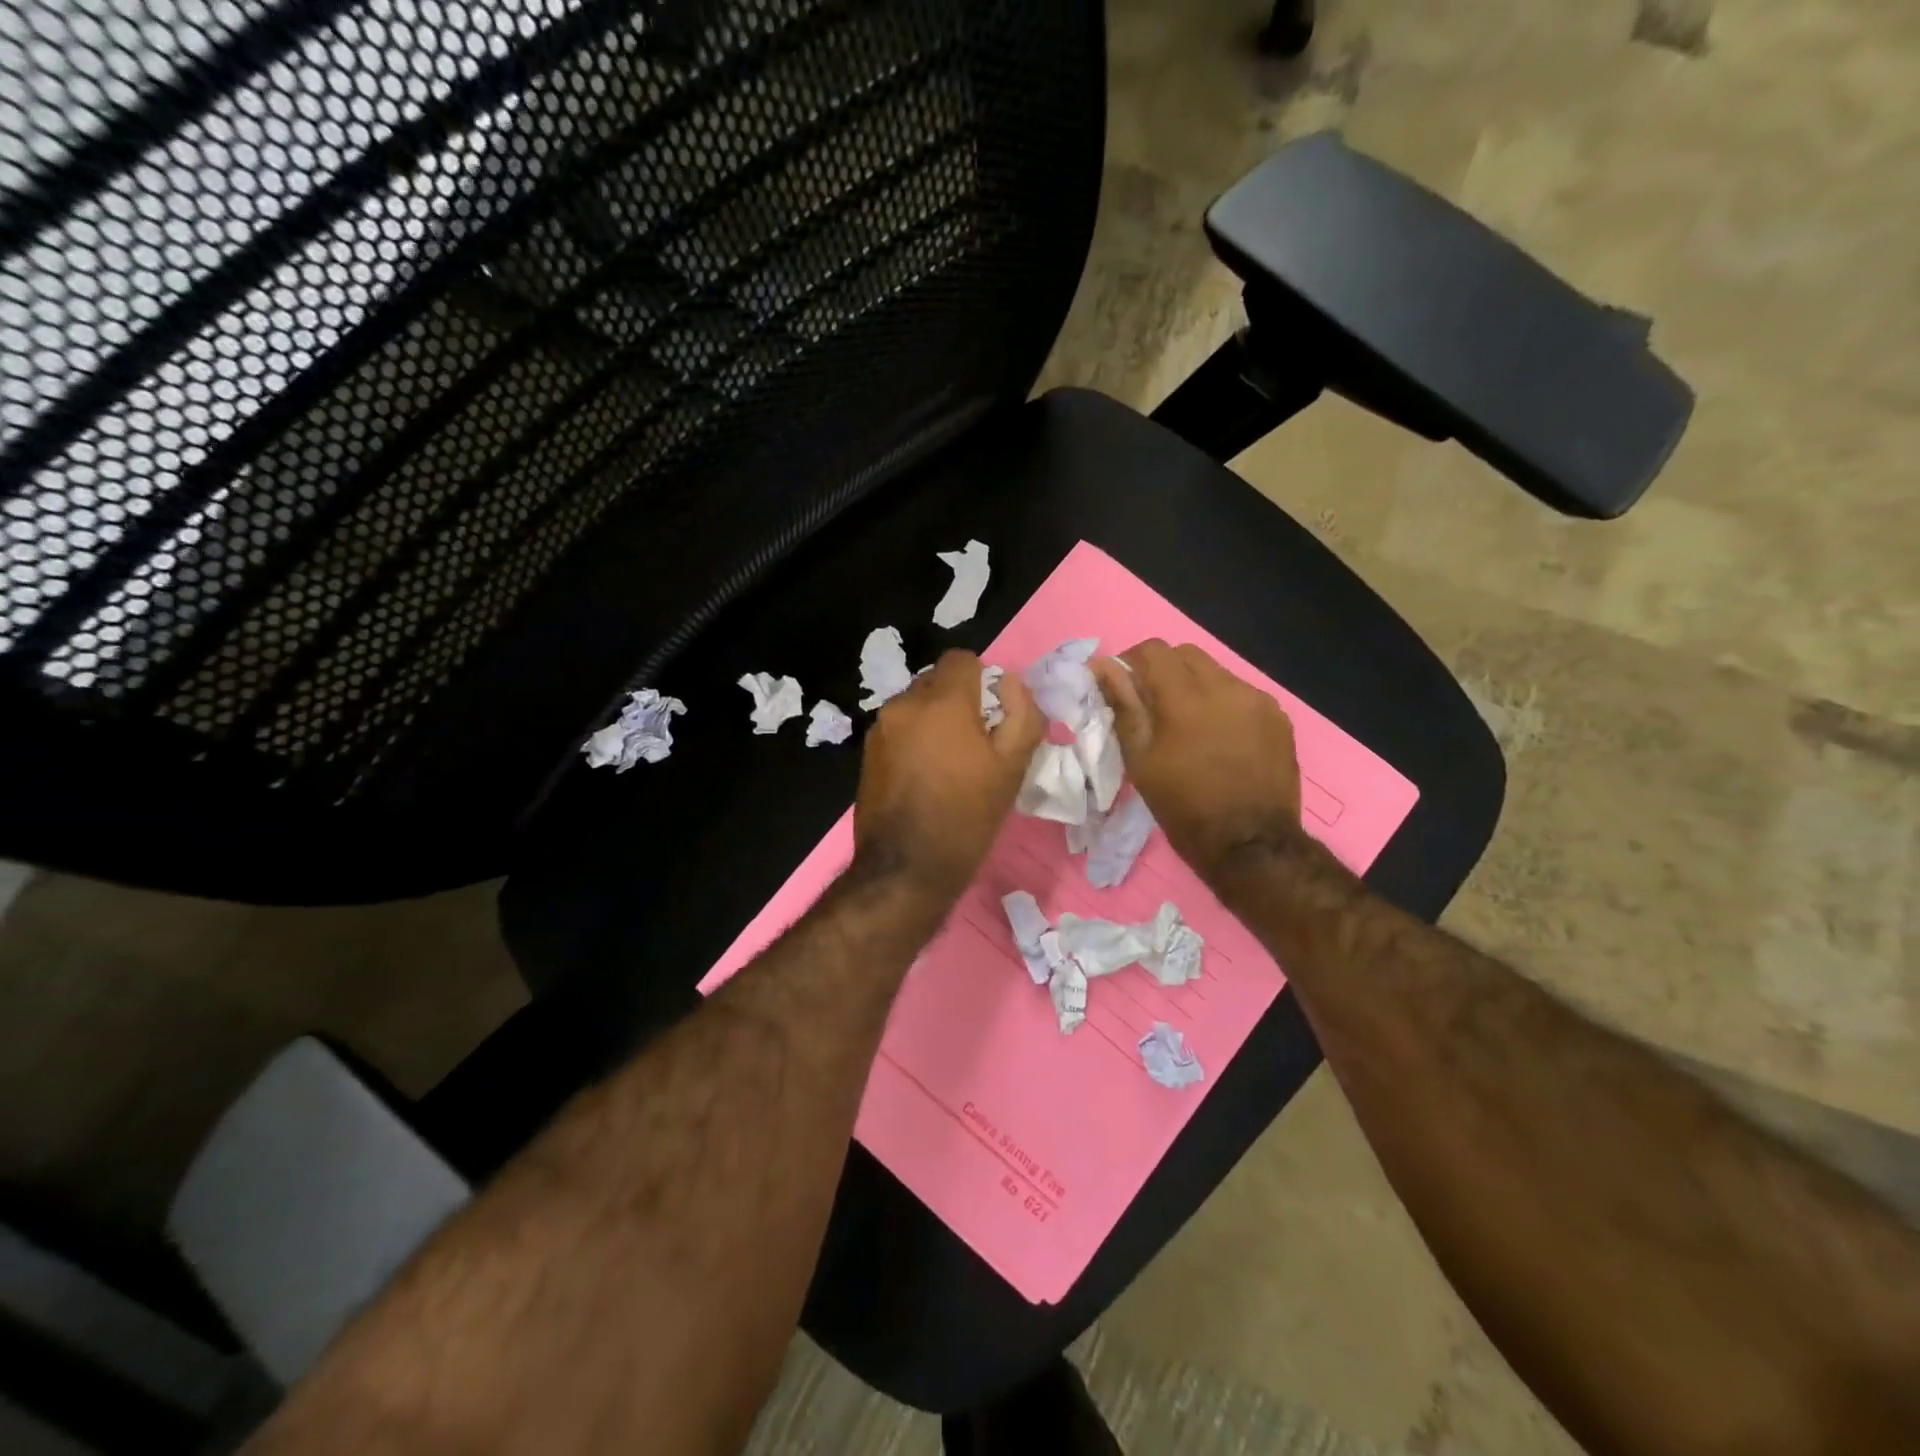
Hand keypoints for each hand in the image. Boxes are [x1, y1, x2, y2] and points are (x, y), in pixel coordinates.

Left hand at [853, 651, 1044, 898]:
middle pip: (937, 681)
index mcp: (942, 701)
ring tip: (948, 764)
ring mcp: (880, 729)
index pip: (962, 659)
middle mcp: (904, 704)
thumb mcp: (1013, 767)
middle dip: (958, 701)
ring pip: (916, 706)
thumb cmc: (967, 815)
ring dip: (934, 721)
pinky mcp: (867, 753)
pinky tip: (924, 778)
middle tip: (975, 742)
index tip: (993, 714)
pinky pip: (899, 730)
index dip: (983, 680)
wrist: (906, 868)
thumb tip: (1011, 684)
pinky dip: (914, 740)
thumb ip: (1022, 715)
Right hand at [1092, 640, 1303, 881]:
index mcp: (1186, 698)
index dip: (1132, 661)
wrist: (1252, 844)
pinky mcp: (1278, 717)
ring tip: (1188, 725)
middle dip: (1163, 670)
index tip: (1124, 688)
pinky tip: (1219, 738)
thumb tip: (1102, 666)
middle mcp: (1226, 687)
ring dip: (1194, 686)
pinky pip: (1241, 693)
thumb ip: (1123, 706)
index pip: (1153, 650)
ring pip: (1216, 672)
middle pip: (1186, 654)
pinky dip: (1222, 703)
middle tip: (1153, 706)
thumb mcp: (1141, 761)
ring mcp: (1257, 700)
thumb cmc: (1184, 807)